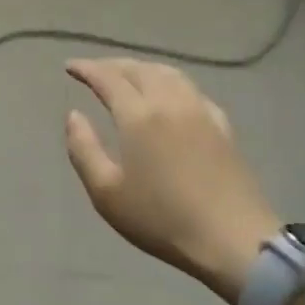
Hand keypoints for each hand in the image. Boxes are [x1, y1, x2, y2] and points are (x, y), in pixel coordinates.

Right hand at [65, 59, 279, 303]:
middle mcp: (170, 102)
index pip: (108, 78)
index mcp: (139, 115)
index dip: (87, 68)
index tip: (70, 66)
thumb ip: (83, 149)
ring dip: (143, 68)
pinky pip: (191, 89)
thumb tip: (74, 115)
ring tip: (129, 75)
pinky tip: (171, 95)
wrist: (234, 240)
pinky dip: (171, 82)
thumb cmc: (162, 219)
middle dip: (113, 65)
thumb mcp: (106, 192)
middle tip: (94, 70)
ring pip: (168, 73)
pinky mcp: (223, 126)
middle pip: (139, 69)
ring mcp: (200, 111)